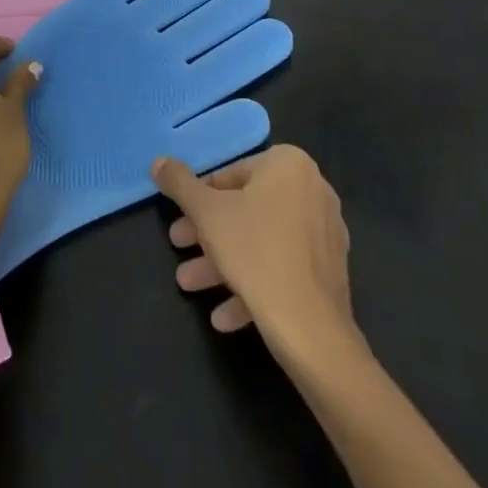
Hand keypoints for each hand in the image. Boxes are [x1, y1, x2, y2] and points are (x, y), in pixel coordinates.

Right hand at [153, 145, 356, 360]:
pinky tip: (223, 315)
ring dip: (223, 262)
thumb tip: (159, 161)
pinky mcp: (329, 272)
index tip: (181, 217)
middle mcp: (313, 191)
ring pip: (262, 241)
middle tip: (178, 245)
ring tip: (190, 284)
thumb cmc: (254, 251)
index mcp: (289, 165)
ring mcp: (325, 233)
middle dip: (208, 232)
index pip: (232, 174)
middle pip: (246, 208)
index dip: (200, 197)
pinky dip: (253, 284)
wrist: (310, 326)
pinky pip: (283, 268)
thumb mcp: (206, 212)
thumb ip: (179, 183)